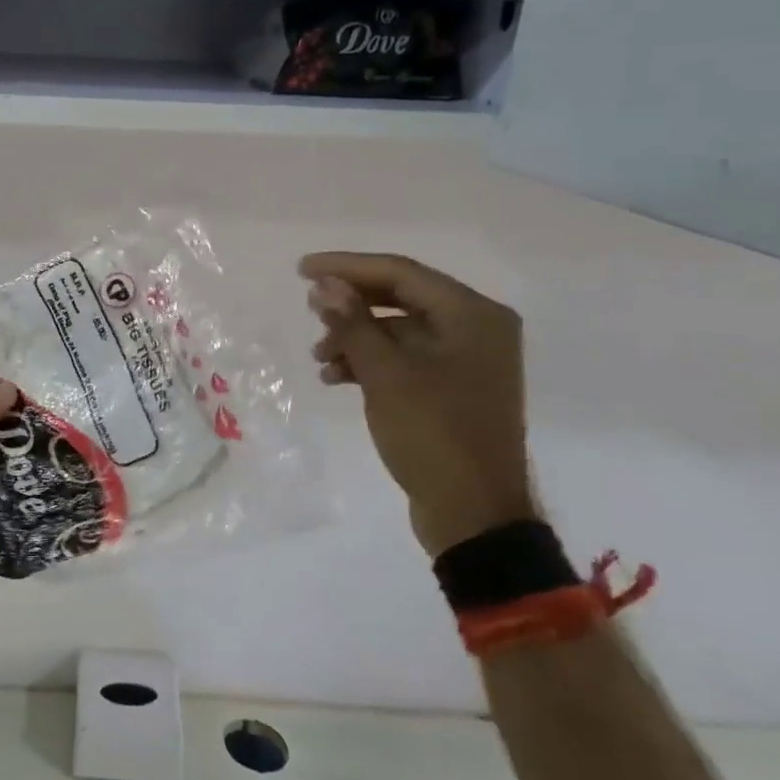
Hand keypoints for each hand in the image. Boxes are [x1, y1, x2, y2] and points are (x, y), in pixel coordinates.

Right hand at [300, 252, 534, 557]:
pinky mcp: (453, 387)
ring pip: (399, 330)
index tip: (302, 269)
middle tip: (308, 307)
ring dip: (356, 337)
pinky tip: (336, 377)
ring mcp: (467, 359)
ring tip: (319, 356)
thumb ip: (353, 322)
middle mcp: (476, 328)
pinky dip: (371, 362)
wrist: (472, 513)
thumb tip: (323, 285)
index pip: (401, 272)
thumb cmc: (432, 434)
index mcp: (473, 315)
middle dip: (351, 304)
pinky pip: (405, 358)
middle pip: (401, 297)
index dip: (347, 267)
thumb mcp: (385, 374)